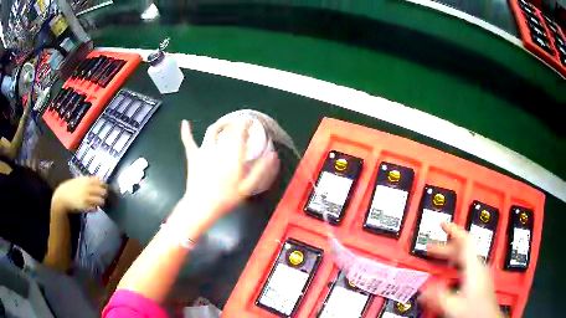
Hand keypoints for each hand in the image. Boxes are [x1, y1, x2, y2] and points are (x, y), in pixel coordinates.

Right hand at [52, 176, 107, 212]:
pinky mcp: (85, 206)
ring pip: (100, 200)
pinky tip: (94, 206)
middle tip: (104, 196)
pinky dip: (96, 207)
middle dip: (105, 194)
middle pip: (102, 191)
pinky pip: (94, 207)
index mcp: (86, 180)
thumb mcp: (79, 180)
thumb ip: (88, 180)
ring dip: (102, 201)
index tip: (104, 187)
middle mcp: (87, 188)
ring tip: (100, 202)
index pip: (100, 181)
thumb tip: (99, 179)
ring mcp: (86, 197)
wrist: (62, 196)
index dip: (104, 185)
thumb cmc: (71, 187)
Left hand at [174, 119, 276, 222]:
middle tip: (240, 124)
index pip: (240, 132)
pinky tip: (185, 122)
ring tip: (225, 124)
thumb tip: (273, 155)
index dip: (245, 123)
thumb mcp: (248, 187)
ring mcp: (204, 150)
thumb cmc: (226, 198)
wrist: (202, 205)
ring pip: (211, 131)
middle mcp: (219, 148)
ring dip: (219, 124)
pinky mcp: (193, 156)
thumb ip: (261, 170)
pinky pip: (188, 141)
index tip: (250, 121)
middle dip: (235, 124)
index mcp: (233, 155)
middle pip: (227, 130)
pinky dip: (186, 131)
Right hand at [419, 222, 501, 317]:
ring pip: (464, 258)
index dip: (454, 230)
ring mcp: (480, 272)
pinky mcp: (479, 279)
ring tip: (436, 259)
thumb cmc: (474, 311)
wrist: (488, 317)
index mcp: (474, 268)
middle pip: (463, 249)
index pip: (466, 241)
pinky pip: (466, 265)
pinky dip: (455, 264)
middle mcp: (478, 266)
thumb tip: (422, 290)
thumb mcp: (454, 306)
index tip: (442, 224)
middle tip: (429, 248)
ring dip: (450, 256)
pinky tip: (448, 273)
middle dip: (445, 246)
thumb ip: (438, 297)